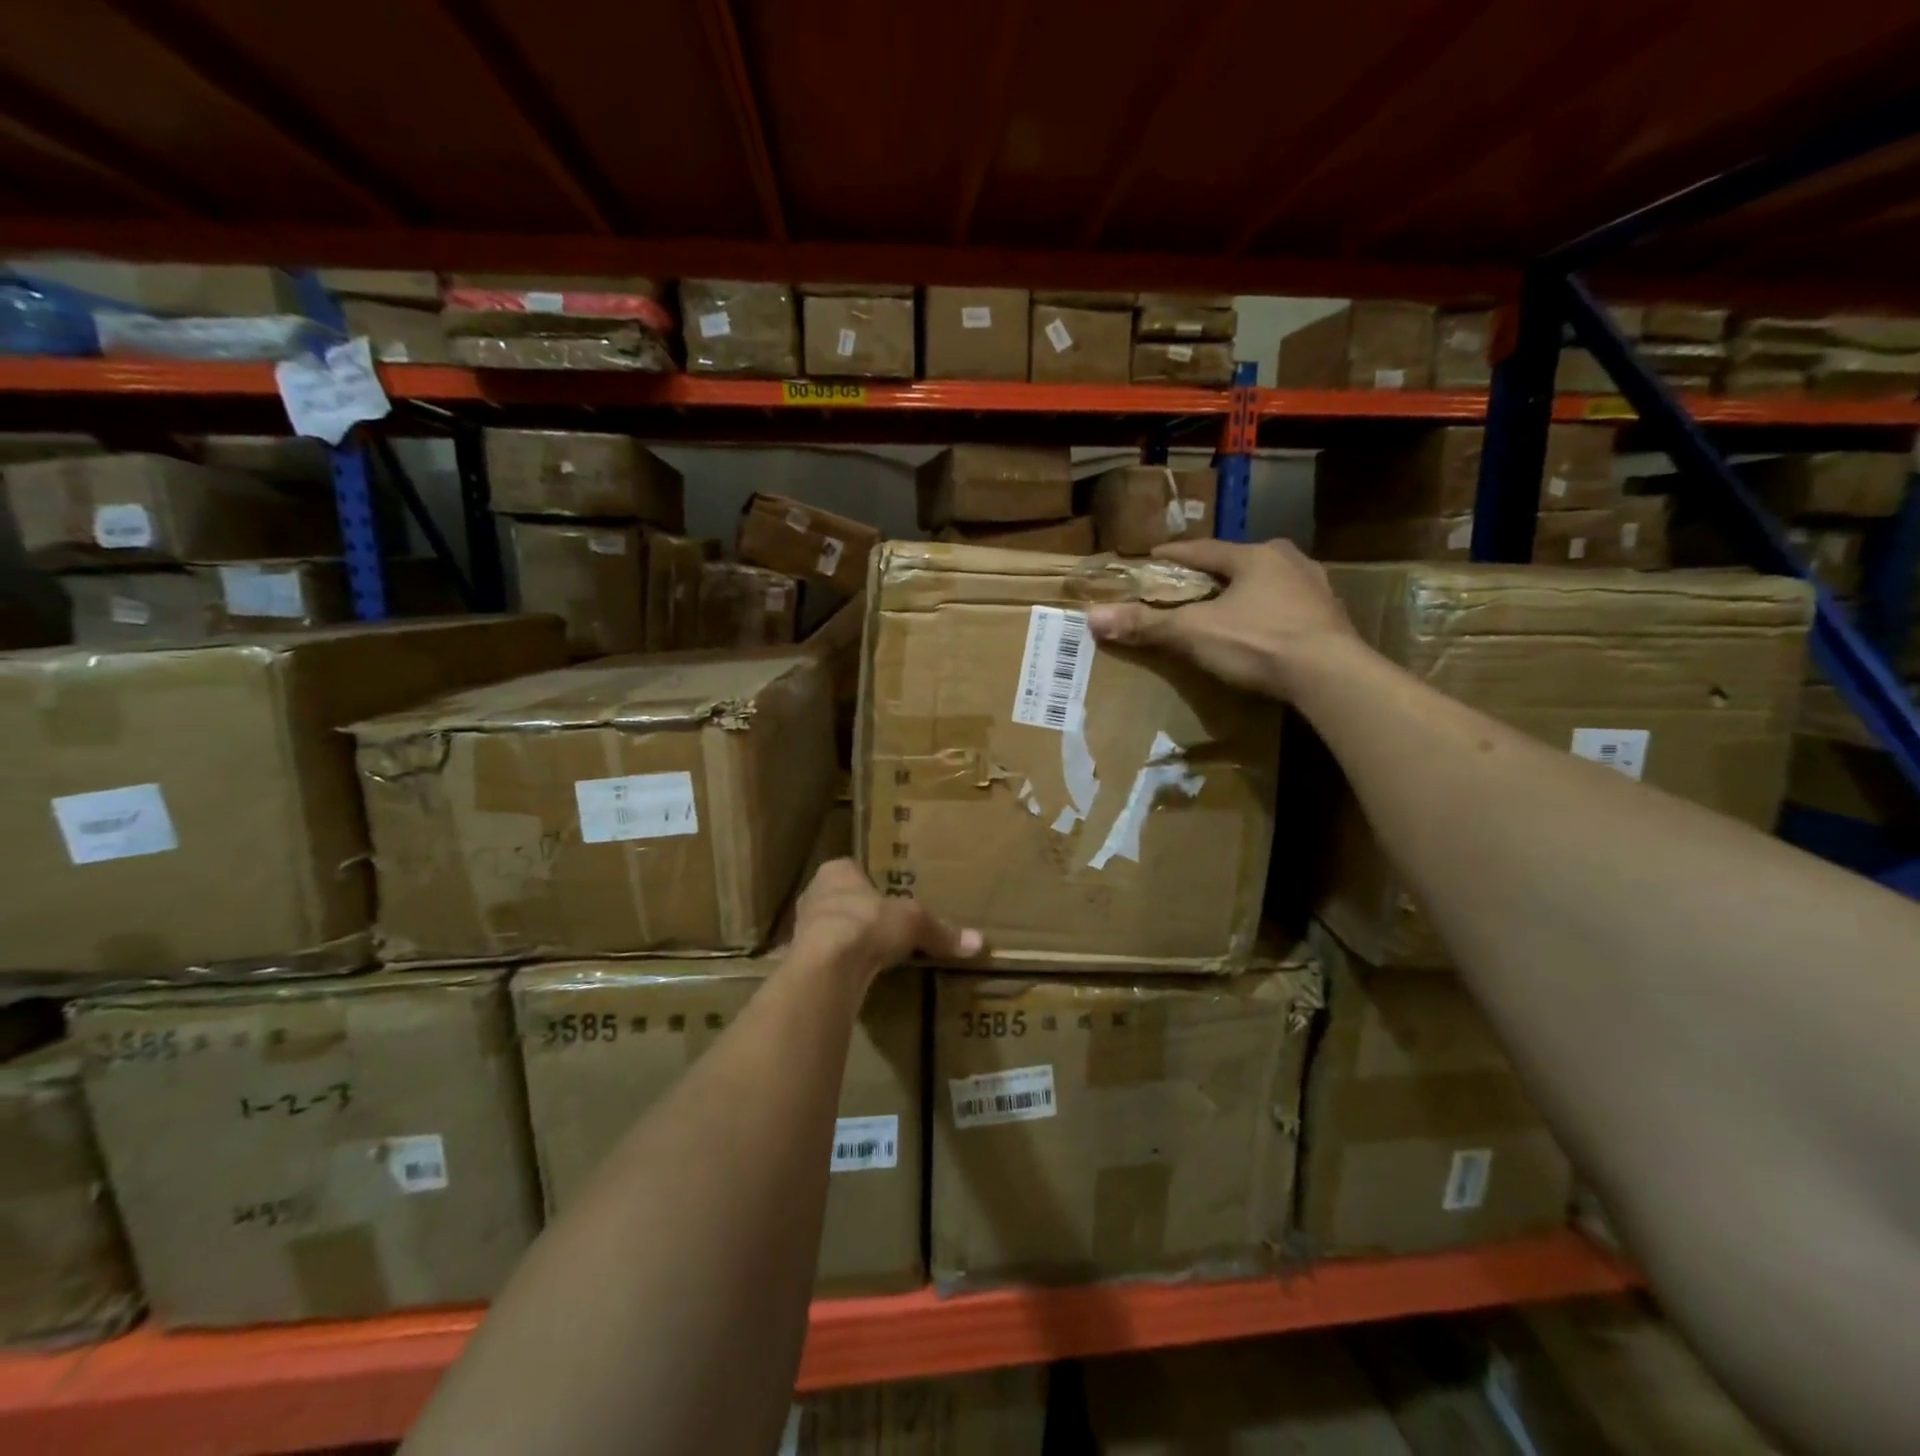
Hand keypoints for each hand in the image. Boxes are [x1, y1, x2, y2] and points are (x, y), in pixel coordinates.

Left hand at [791, 858, 982, 980]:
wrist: (827, 967)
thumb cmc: (868, 923)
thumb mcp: (914, 923)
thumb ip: (940, 931)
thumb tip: (978, 942)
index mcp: (836, 871)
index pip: (853, 870)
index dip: (871, 884)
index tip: (889, 898)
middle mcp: (814, 894)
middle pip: (840, 900)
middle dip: (859, 912)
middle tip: (883, 926)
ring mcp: (801, 929)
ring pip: (829, 930)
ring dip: (846, 940)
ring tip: (872, 954)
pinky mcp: (799, 962)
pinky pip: (825, 960)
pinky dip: (839, 967)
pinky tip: (855, 977)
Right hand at [1087, 538, 1359, 698]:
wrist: (1331, 676)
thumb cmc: (1258, 643)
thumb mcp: (1194, 633)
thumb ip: (1147, 625)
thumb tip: (1093, 616)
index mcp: (1255, 556)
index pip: (1203, 549)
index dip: (1174, 555)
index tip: (1153, 557)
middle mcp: (1290, 562)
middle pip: (1240, 562)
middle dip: (1214, 572)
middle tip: (1191, 585)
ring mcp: (1316, 589)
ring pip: (1270, 583)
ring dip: (1247, 592)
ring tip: (1227, 606)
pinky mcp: (1332, 618)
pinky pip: (1290, 608)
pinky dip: (1270, 614)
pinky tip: (1263, 629)